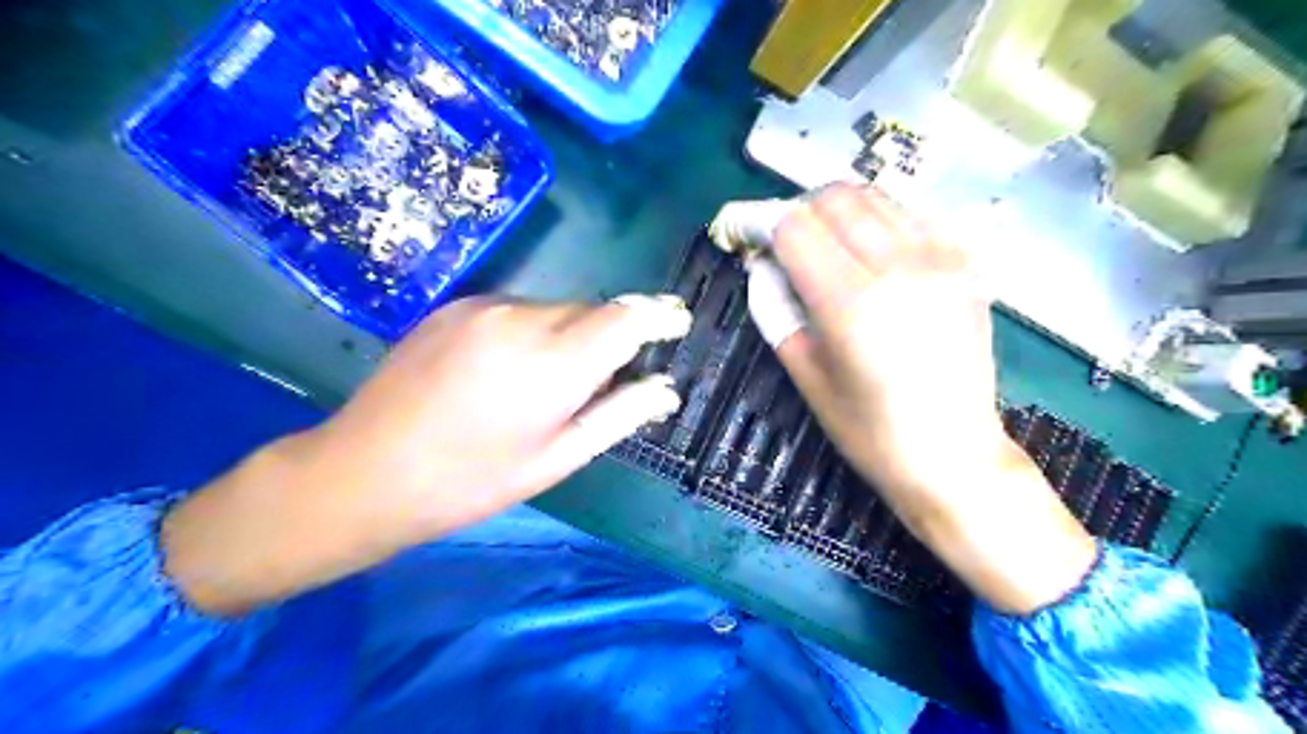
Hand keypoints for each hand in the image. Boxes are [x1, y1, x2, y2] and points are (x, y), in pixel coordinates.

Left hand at [163, 294, 688, 614]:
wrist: (363, 471)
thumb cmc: (470, 481)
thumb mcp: (555, 459)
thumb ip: (618, 415)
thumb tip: (666, 388)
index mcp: (552, 364)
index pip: (627, 317)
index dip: (659, 316)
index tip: (676, 324)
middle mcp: (521, 319)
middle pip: (592, 310)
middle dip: (611, 336)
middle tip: (600, 382)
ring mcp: (483, 306)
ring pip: (556, 309)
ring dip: (570, 336)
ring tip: (544, 385)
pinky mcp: (456, 305)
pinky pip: (519, 309)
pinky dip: (534, 331)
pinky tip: (507, 372)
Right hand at [770, 184, 1093, 614]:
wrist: (953, 455)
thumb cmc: (867, 430)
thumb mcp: (805, 373)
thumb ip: (775, 307)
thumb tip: (761, 262)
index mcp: (850, 303)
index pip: (794, 228)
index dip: (760, 223)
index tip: (745, 235)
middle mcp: (898, 267)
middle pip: (835, 198)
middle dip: (798, 210)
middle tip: (785, 243)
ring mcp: (941, 260)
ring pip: (876, 197)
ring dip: (839, 211)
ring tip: (826, 245)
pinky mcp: (967, 264)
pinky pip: (912, 215)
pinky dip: (880, 221)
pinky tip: (872, 252)